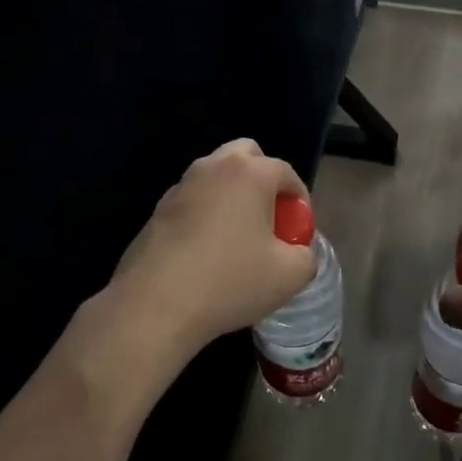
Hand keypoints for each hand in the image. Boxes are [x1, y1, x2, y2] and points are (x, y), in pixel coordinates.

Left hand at [103, 140, 318, 361]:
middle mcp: (214, 167)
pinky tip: (206, 252)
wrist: (155, 305)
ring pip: (216, 176)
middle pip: (247, 155)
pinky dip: (206, 213)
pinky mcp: (158, 209)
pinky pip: (193, 200)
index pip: (286, 172)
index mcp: (250, 173)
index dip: (299, 200)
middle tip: (269, 218)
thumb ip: (306, 256)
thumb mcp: (289, 276)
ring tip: (238, 237)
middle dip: (264, 179)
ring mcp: (181, 186)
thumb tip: (299, 252)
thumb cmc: (230, 281)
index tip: (299, 229)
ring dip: (232, 195)